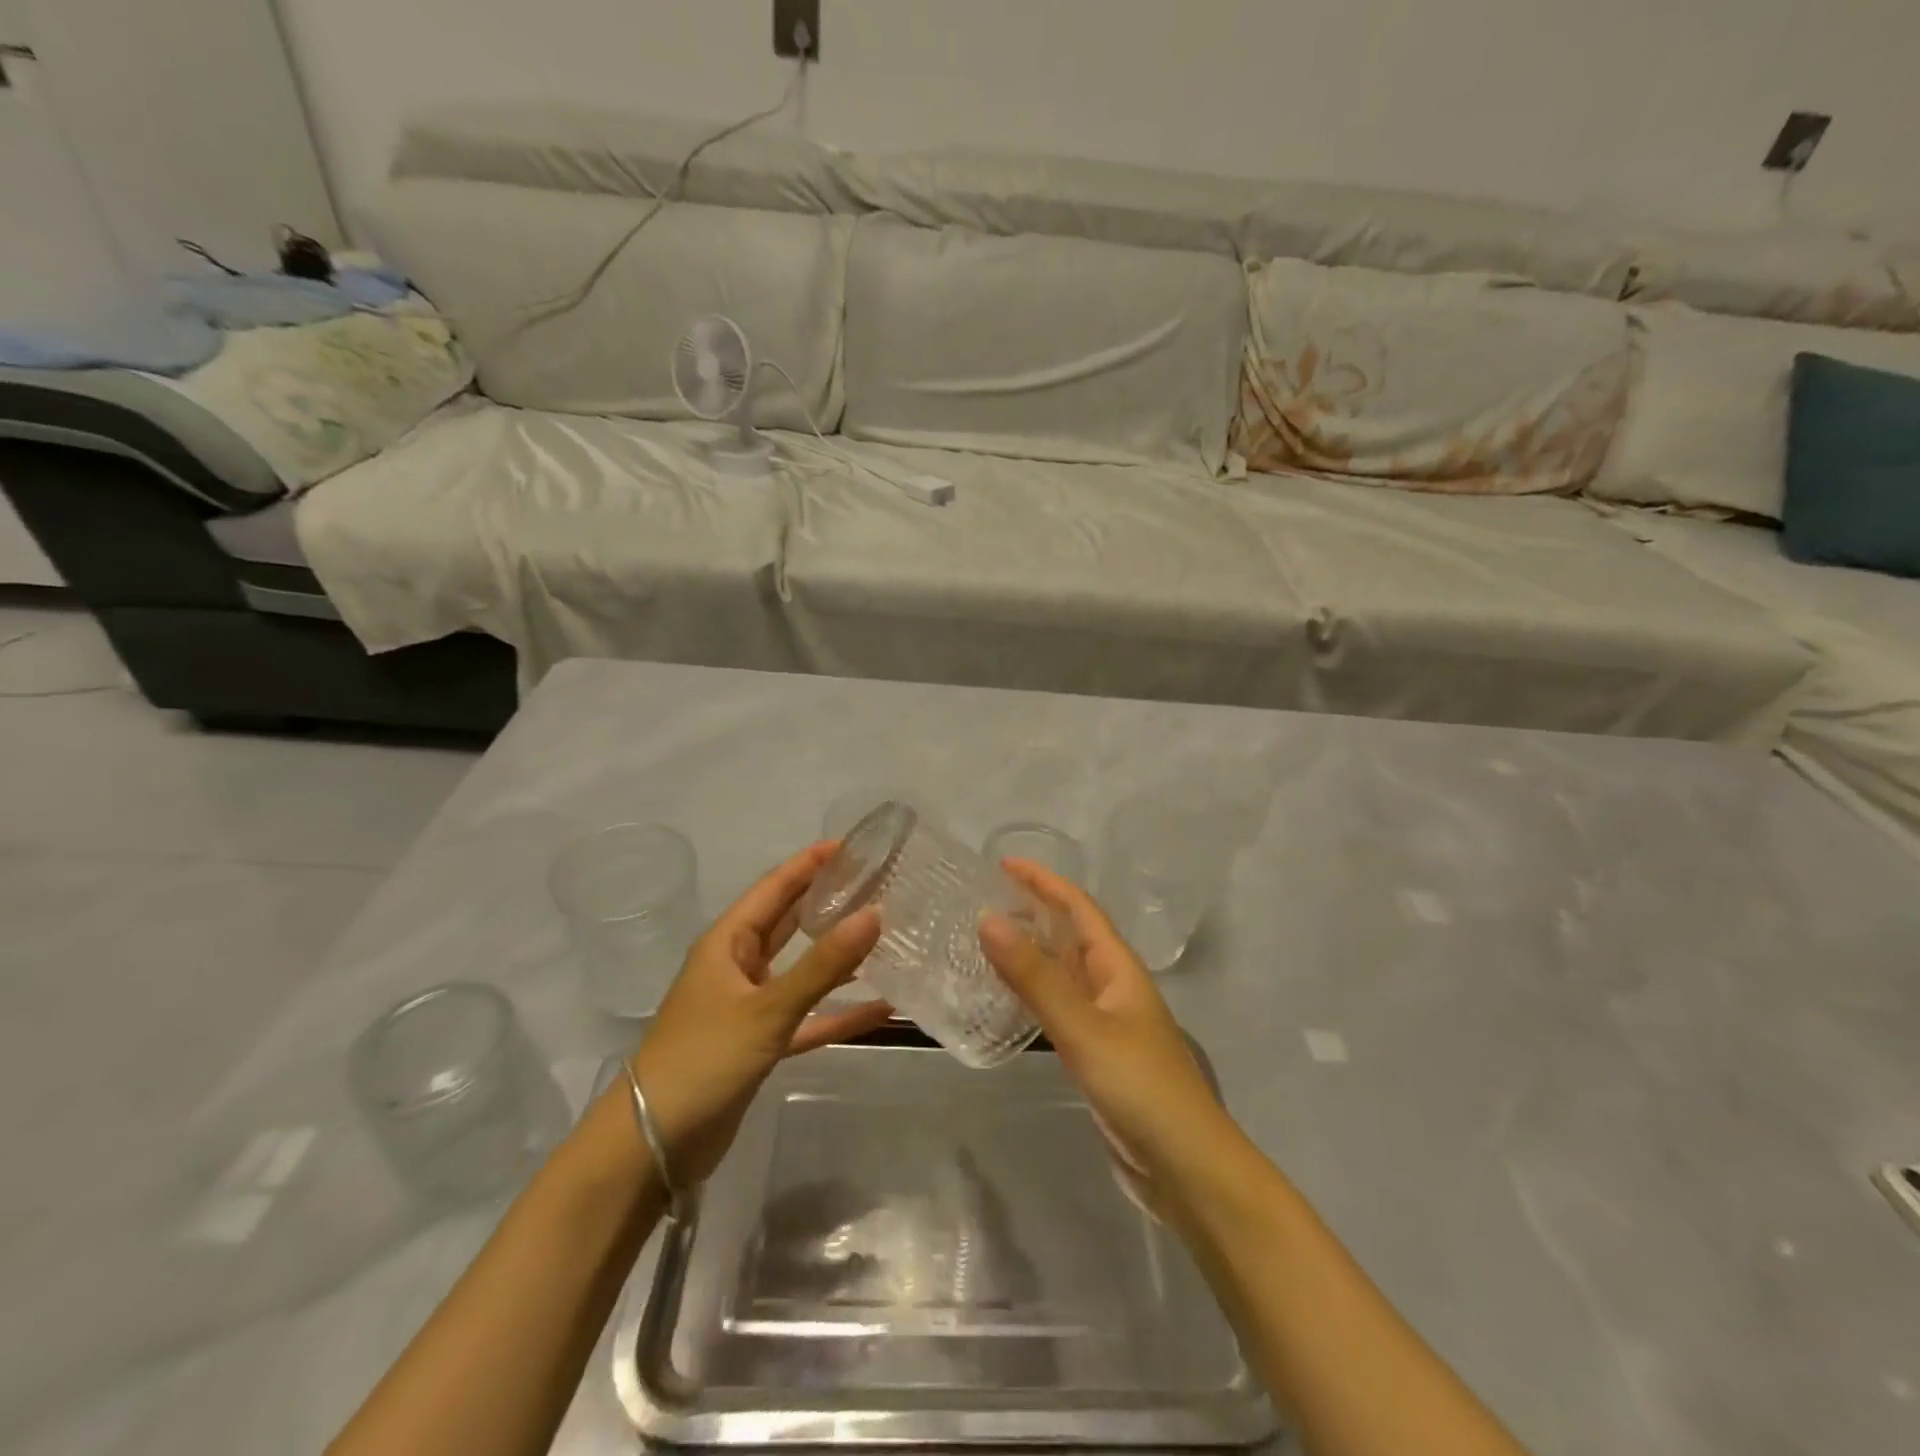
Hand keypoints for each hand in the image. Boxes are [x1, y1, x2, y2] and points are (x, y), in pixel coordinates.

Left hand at [630, 843, 887, 1186]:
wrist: (652, 1146)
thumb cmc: (703, 1059)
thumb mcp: (766, 1009)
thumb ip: (822, 965)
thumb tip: (875, 914)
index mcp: (728, 943)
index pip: (774, 888)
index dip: (809, 864)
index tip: (852, 845)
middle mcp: (738, 966)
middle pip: (787, 921)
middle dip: (826, 901)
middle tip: (875, 883)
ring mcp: (748, 1006)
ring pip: (800, 968)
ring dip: (836, 954)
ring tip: (882, 933)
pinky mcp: (760, 1043)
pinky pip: (807, 1017)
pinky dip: (837, 1011)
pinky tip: (880, 1007)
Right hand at [979, 860, 1231, 1196]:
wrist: (1185, 1167)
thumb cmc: (1140, 1086)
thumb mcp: (1083, 1028)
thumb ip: (1035, 977)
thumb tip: (988, 918)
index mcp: (1118, 967)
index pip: (1078, 908)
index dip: (1044, 881)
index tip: (1003, 863)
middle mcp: (1113, 986)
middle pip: (1071, 934)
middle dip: (1035, 910)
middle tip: (986, 898)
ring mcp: (1107, 1021)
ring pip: (1064, 972)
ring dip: (1031, 951)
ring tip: (987, 939)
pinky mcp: (1098, 1054)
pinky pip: (1059, 1007)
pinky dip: (1033, 993)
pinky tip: (1009, 999)